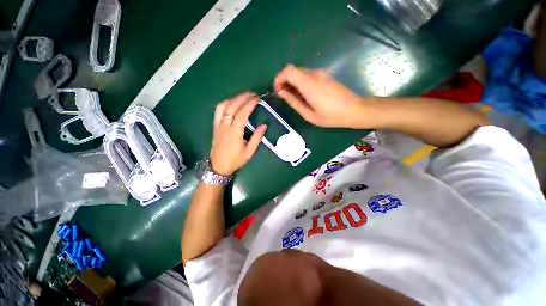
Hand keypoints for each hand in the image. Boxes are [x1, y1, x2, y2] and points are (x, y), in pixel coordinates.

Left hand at [210, 92, 266, 175]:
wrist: (219, 166)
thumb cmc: (235, 160)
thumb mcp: (249, 151)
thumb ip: (257, 138)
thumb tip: (264, 125)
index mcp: (234, 132)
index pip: (242, 114)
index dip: (249, 104)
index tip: (257, 99)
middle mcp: (225, 126)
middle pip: (232, 107)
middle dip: (242, 98)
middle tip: (252, 94)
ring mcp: (218, 125)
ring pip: (223, 107)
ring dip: (233, 99)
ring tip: (243, 96)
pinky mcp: (215, 126)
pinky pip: (218, 111)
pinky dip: (225, 104)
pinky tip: (231, 102)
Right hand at [273, 64, 367, 128]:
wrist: (355, 110)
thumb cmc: (331, 116)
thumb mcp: (309, 114)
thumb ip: (293, 102)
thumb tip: (281, 92)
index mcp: (309, 84)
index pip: (288, 70)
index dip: (279, 78)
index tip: (277, 91)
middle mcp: (314, 74)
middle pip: (293, 70)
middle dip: (284, 81)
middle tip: (284, 96)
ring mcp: (321, 73)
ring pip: (300, 72)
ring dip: (292, 82)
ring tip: (294, 98)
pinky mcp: (325, 75)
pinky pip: (308, 75)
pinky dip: (301, 82)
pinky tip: (304, 95)